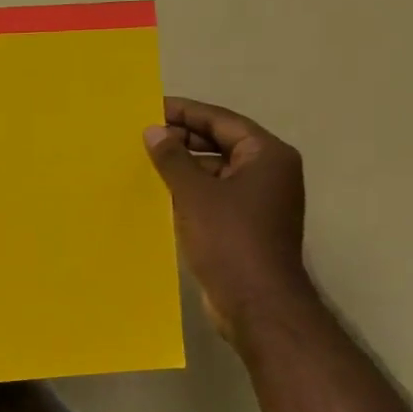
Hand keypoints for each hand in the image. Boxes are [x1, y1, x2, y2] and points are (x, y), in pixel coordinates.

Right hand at [144, 98, 313, 335]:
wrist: (256, 304)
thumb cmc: (229, 239)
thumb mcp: (194, 193)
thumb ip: (172, 158)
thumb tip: (154, 131)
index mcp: (266, 155)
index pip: (221, 120)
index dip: (185, 112)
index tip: (150, 107)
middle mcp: (269, 172)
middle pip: (221, 142)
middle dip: (183, 138)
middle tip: (143, 134)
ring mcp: (260, 200)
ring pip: (217, 169)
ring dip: (184, 165)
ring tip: (146, 160)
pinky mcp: (247, 224)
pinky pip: (216, 194)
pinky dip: (191, 189)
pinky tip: (160, 191)